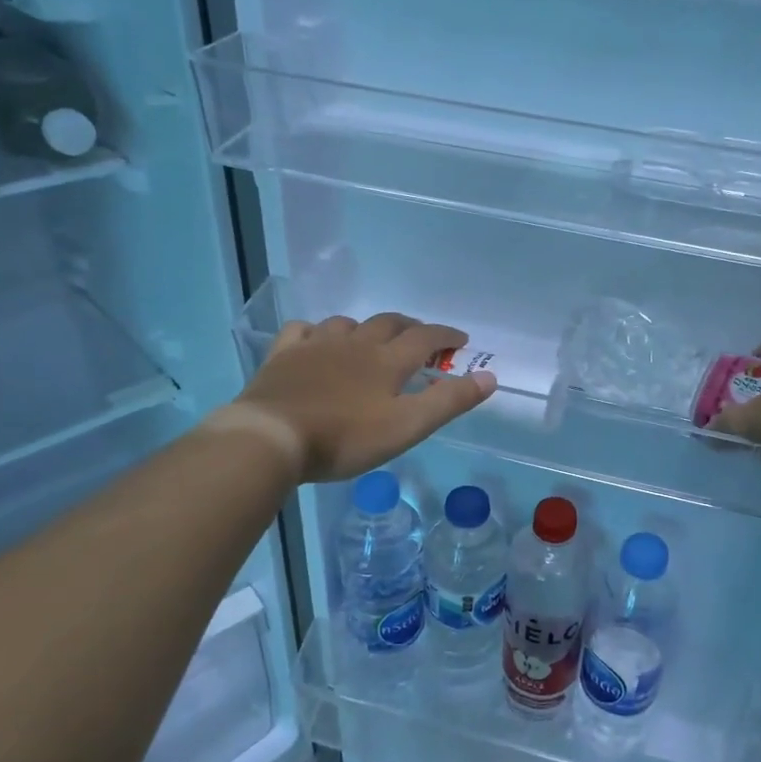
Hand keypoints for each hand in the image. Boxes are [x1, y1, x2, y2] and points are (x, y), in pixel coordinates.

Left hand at [220, 313, 495, 481]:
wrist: (271, 438)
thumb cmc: (345, 438)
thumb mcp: (407, 427)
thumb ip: (449, 401)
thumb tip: (489, 377)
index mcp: (387, 361)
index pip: (425, 337)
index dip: (446, 335)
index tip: (460, 339)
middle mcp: (355, 344)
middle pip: (388, 323)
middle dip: (410, 327)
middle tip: (421, 337)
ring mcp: (316, 346)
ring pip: (347, 323)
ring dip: (366, 327)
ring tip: (370, 340)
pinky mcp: (284, 356)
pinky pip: (302, 331)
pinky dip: (316, 332)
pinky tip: (316, 341)